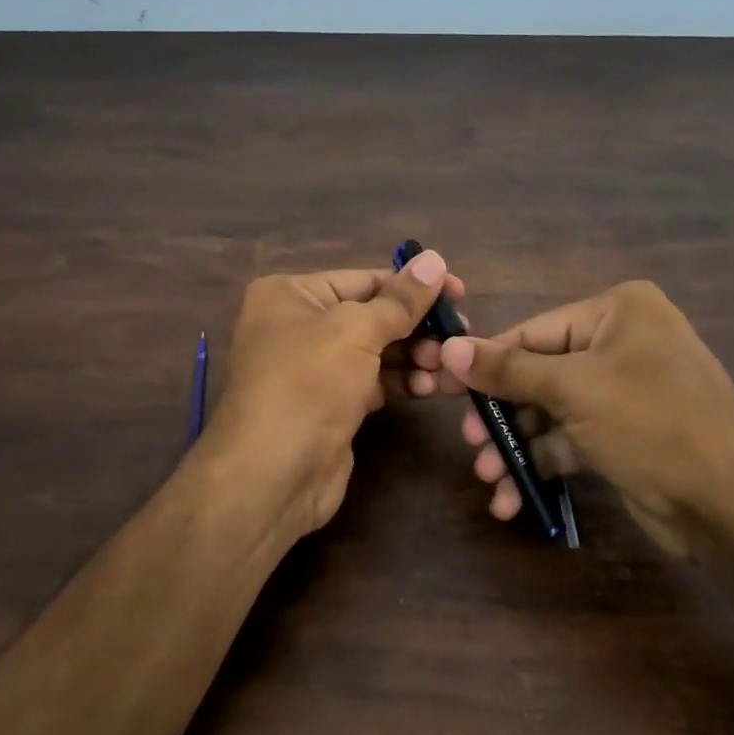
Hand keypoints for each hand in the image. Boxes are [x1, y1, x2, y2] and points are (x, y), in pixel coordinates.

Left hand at [207, 250, 461, 538]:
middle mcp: (298, 326)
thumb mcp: (356, 331)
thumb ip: (400, 299)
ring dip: (417, 356)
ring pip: (377, 351)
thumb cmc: (308, 383)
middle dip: (418, 326)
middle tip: (461, 335)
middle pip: (373, 315)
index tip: (460, 293)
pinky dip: (403, 382)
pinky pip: (374, 382)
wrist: (272, 475)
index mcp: (291, 295)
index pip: (364, 279)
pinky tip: (432, 388)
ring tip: (449, 367)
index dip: (413, 286)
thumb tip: (436, 260)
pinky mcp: (331, 404)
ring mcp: (314, 368)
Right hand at [437, 280, 733, 557]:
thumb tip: (448, 347)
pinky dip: (541, 465)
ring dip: (517, 446)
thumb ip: (508, 370)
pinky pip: (568, 441)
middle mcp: (621, 343)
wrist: (732, 505)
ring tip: (490, 478)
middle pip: (538, 374)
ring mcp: (623, 391)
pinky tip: (513, 497)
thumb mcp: (574, 390)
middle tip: (470, 443)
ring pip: (550, 412)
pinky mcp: (622, 435)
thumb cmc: (652, 424)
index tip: (439, 386)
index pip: (532, 332)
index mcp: (618, 311)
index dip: (484, 361)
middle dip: (502, 414)